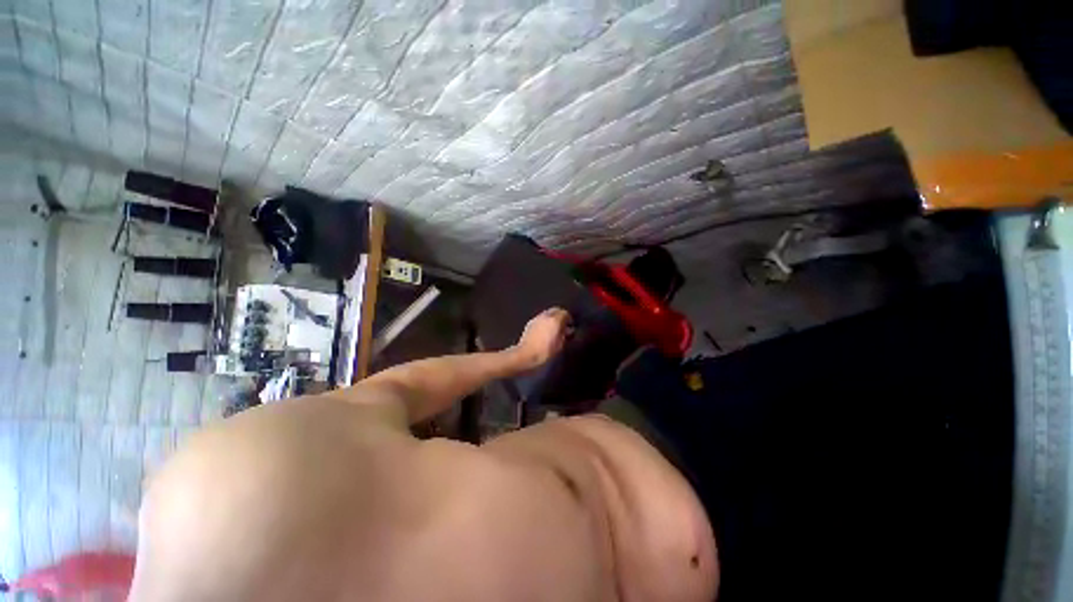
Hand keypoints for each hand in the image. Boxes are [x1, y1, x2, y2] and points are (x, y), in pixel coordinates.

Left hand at [513, 308, 571, 368]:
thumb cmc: (545, 352)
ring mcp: (536, 318)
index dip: (569, 319)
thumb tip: (568, 330)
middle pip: (556, 310)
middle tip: (563, 325)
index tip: (570, 325)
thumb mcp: (560, 345)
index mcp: (555, 320)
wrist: (526, 355)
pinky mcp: (530, 323)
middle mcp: (545, 316)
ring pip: (547, 313)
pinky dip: (544, 321)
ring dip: (552, 318)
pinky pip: (540, 318)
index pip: (565, 313)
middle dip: (560, 315)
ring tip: (553, 328)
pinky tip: (544, 331)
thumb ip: (565, 335)